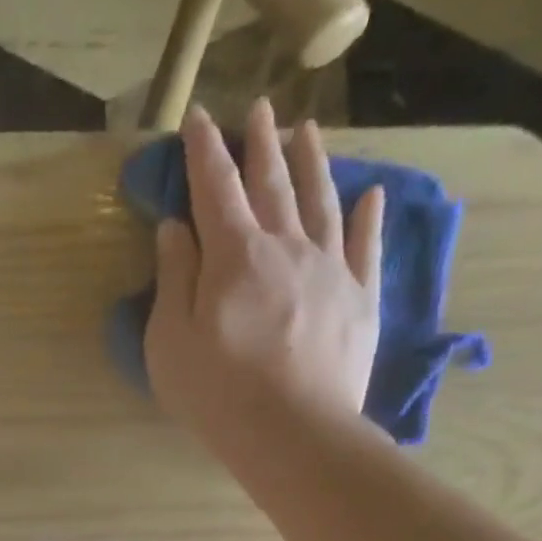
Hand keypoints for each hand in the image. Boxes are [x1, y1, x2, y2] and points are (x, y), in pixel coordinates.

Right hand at [145, 100, 383, 445]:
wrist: (294, 431)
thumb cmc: (218, 393)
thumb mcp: (171, 342)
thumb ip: (174, 280)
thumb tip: (175, 228)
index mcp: (233, 255)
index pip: (215, 188)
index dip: (204, 151)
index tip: (198, 118)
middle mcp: (285, 246)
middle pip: (271, 183)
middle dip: (260, 143)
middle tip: (258, 109)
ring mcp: (329, 268)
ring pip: (321, 200)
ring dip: (312, 163)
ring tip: (307, 130)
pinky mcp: (360, 298)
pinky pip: (365, 245)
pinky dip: (367, 217)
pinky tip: (369, 195)